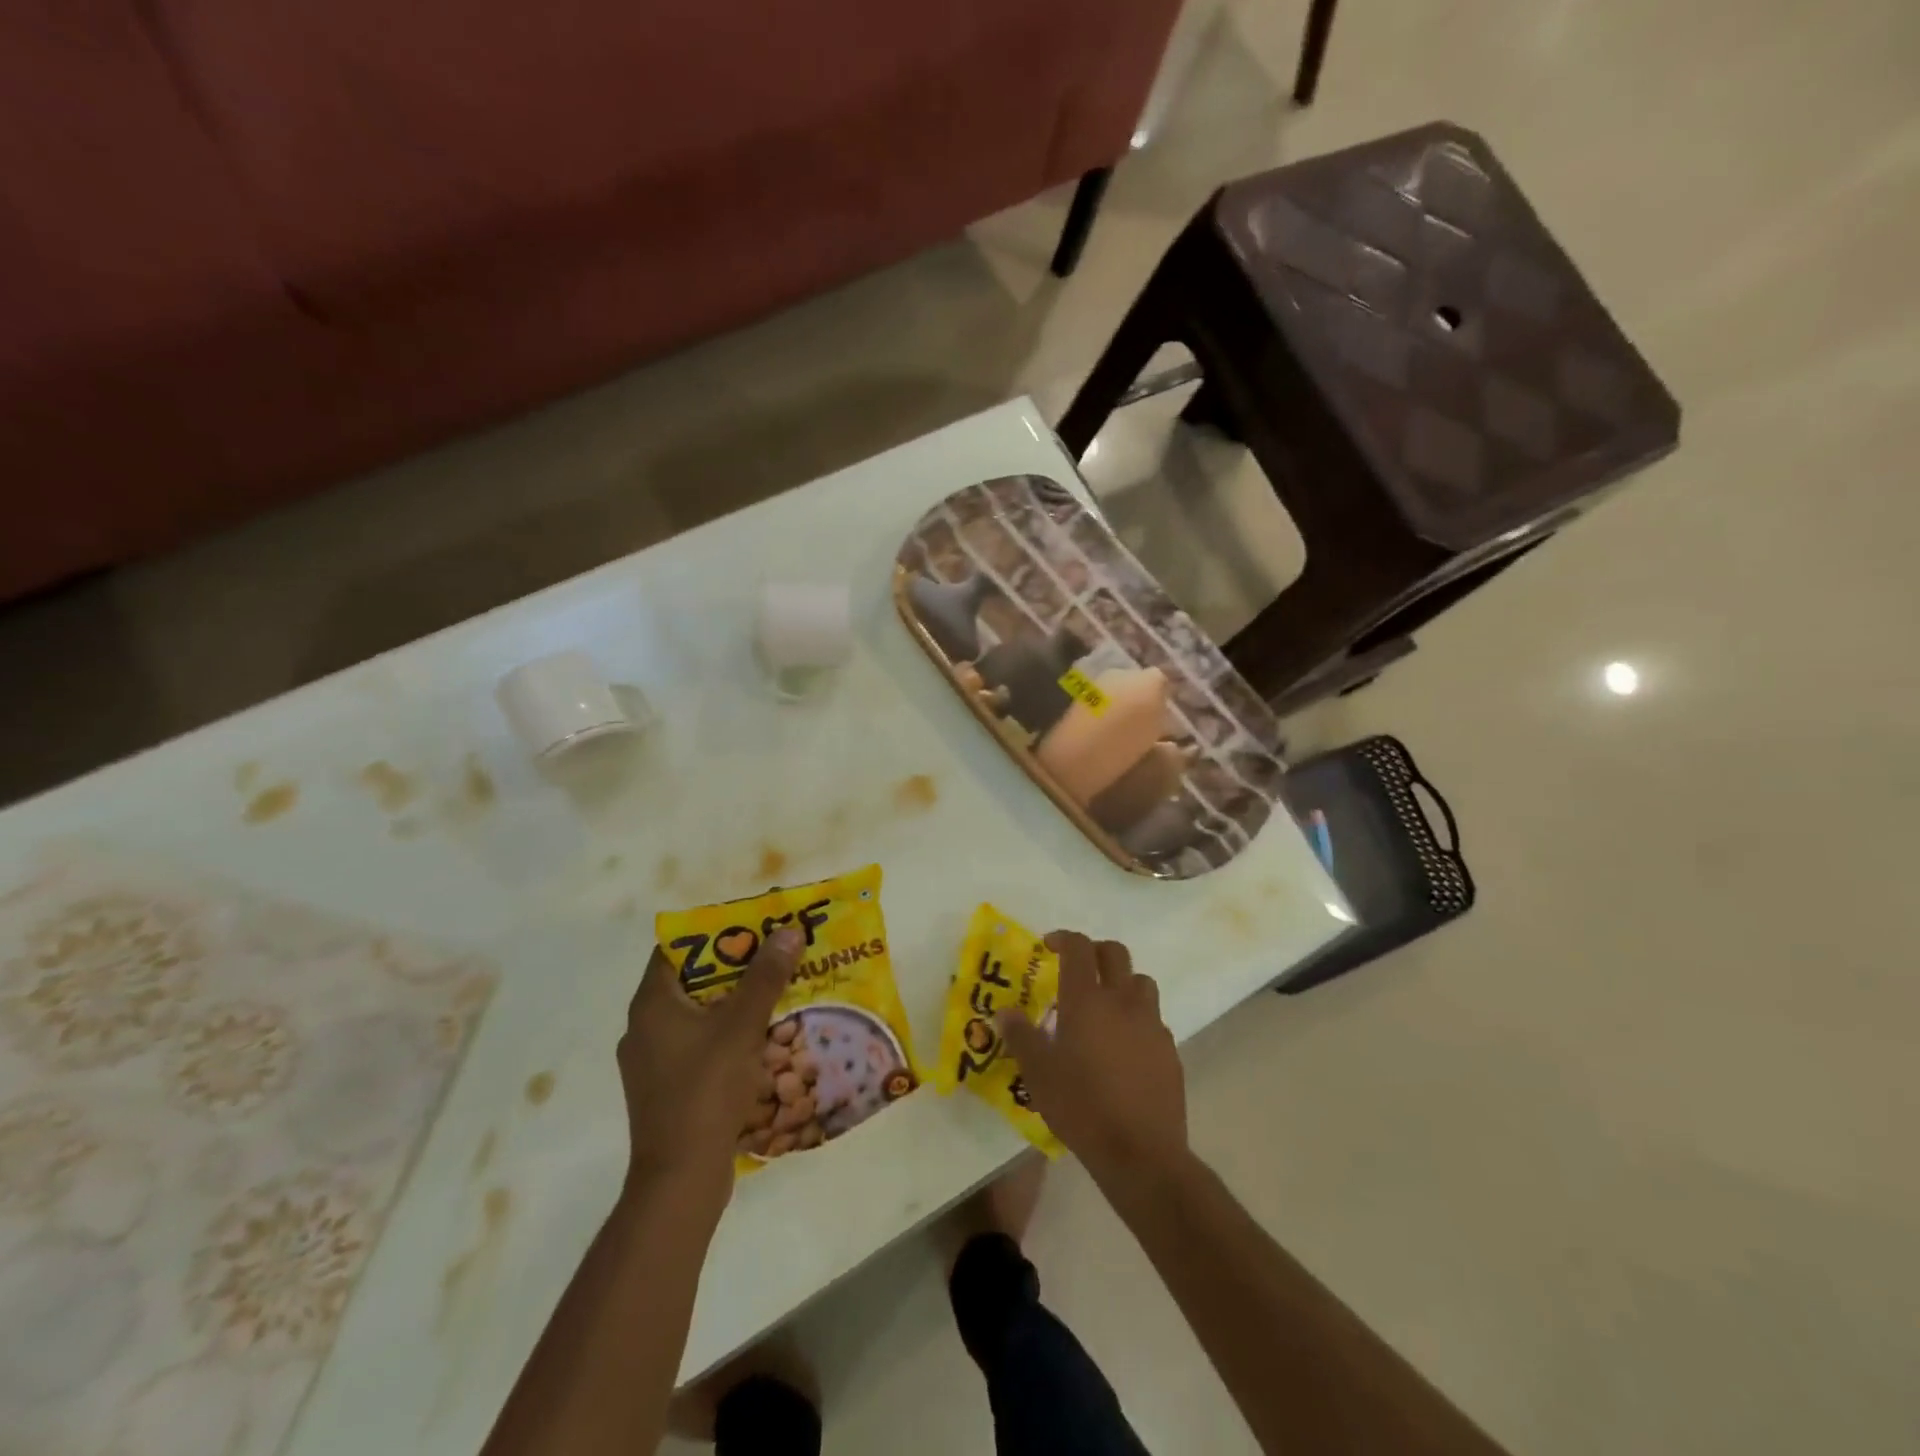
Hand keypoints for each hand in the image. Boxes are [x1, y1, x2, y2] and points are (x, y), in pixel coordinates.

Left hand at [618, 927, 800, 1211]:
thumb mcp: (742, 1026)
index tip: (752, 928)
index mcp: (651, 1004)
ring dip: (732, 1004)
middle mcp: (643, 1027)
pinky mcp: (664, 1089)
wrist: (680, 1178)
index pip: (676, 949)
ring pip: (695, 1016)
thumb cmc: (706, 1090)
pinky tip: (758, 1042)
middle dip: (733, 968)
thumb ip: (765, 976)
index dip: (714, 934)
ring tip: (773, 995)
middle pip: (690, 981)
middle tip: (772, 958)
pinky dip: (724, 1036)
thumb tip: (788, 931)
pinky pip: (696, 1046)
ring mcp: (651, 1062)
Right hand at [997, 931, 1186, 1186]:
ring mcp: (1151, 1024)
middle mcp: (1122, 1001)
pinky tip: (1124, 1046)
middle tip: (1077, 969)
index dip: (1064, 939)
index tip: (1049, 946)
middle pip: (1115, 953)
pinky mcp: (1169, 1050)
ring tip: (1104, 1006)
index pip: (1079, 948)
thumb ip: (1021, 1036)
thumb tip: (1005, 1011)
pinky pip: (1153, 1019)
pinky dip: (1138, 1018)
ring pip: (1141, 982)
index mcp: (1087, 1000)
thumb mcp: (1038, 1073)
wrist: (1141, 1152)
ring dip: (1122, 982)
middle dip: (1095, 952)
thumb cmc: (1081, 1107)